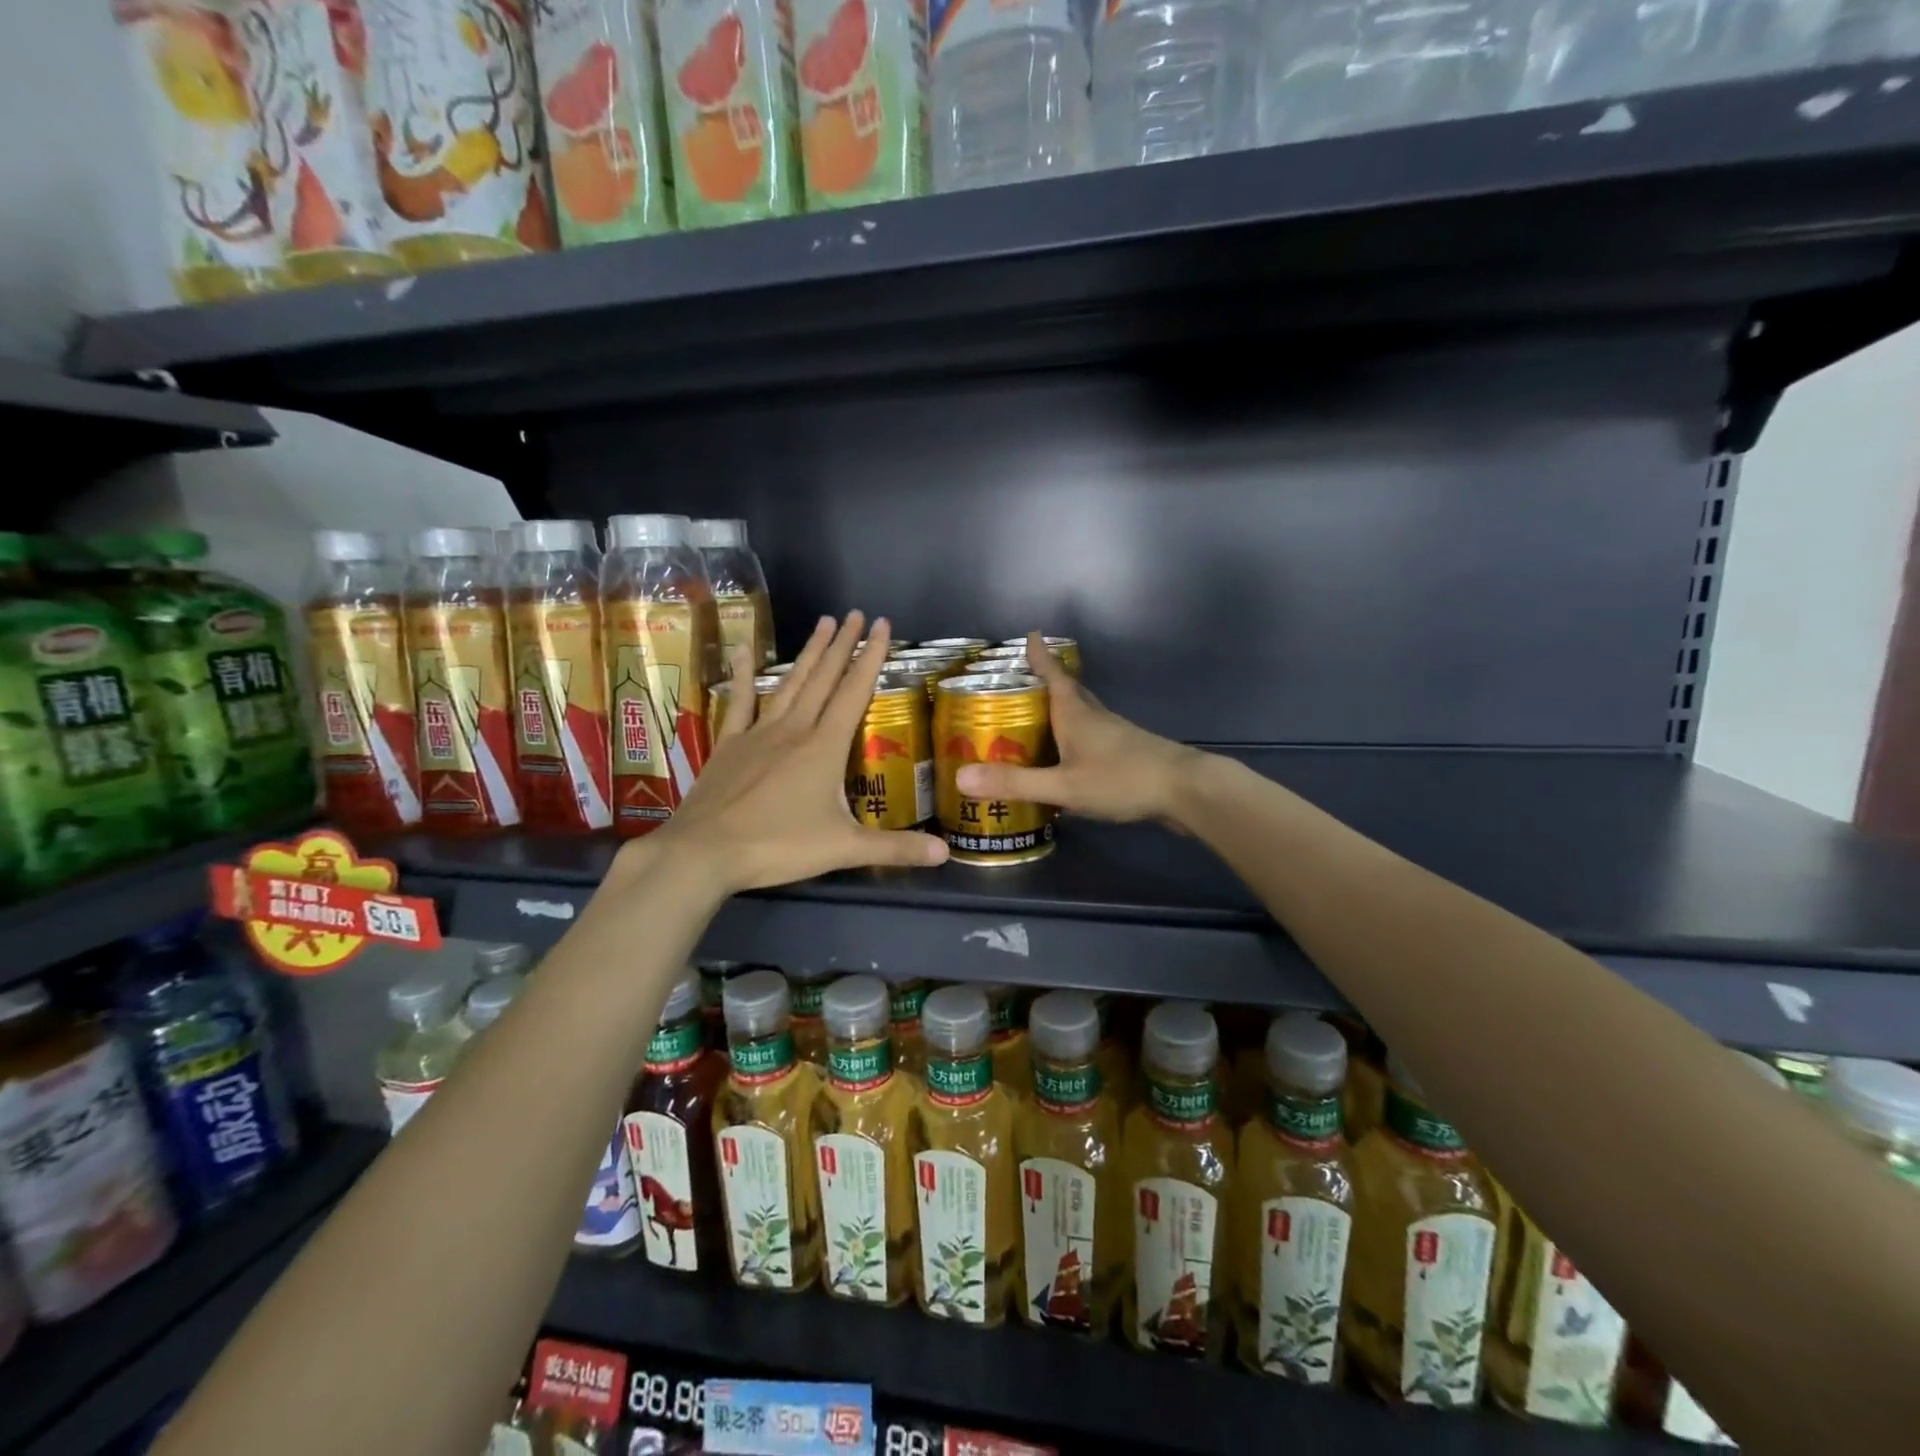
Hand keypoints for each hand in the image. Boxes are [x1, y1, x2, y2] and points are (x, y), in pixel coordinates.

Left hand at [634, 612, 948, 894]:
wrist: (705, 851)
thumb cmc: (778, 846)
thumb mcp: (844, 849)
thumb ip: (895, 848)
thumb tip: (945, 854)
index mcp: (824, 747)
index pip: (855, 692)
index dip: (871, 657)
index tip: (882, 625)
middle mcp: (794, 729)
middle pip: (824, 679)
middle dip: (843, 644)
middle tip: (855, 614)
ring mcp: (758, 733)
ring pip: (790, 683)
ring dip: (809, 653)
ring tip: (823, 622)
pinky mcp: (730, 744)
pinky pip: (740, 703)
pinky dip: (744, 677)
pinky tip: (745, 652)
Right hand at [955, 632, 1205, 824]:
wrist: (1185, 790)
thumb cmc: (1122, 780)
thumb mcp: (1063, 786)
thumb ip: (1015, 783)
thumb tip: (961, 777)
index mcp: (1076, 714)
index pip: (1053, 675)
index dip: (1039, 656)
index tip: (1029, 634)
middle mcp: (1094, 716)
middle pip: (1067, 690)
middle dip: (1045, 681)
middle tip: (1021, 681)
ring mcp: (1114, 733)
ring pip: (1081, 713)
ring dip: (1059, 709)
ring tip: (1036, 718)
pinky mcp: (1126, 752)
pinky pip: (1091, 735)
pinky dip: (1073, 735)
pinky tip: (1066, 756)